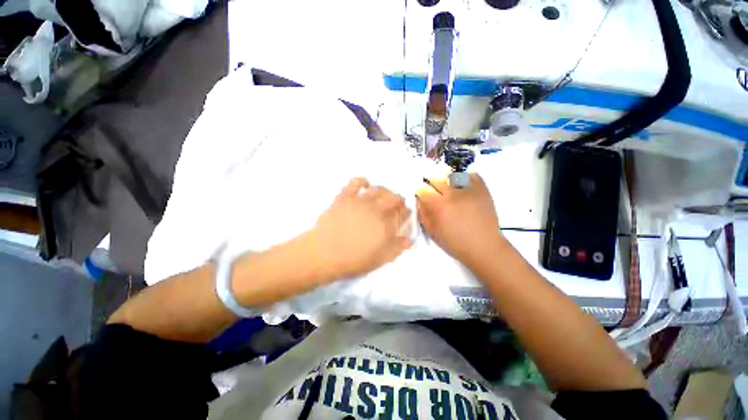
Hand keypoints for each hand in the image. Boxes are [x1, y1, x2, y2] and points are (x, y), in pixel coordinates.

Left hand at [311, 178, 411, 280]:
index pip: (403, 213)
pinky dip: (363, 181)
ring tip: (381, 198)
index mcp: (387, 225)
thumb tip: (409, 240)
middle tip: (394, 208)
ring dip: (385, 191)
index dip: (406, 213)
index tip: (404, 216)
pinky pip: (356, 181)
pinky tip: (364, 186)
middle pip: (395, 198)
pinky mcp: (345, 196)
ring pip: (379, 188)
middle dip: (399, 202)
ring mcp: (361, 201)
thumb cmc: (353, 260)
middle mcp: (377, 209)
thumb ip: (396, 248)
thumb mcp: (379, 260)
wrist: (323, 253)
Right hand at [416, 174, 503, 264]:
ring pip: (452, 174)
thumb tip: (419, 199)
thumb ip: (423, 212)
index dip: (420, 191)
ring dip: (445, 179)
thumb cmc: (455, 242)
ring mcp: (469, 190)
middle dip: (430, 183)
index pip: (423, 189)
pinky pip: (470, 175)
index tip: (421, 194)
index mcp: (439, 206)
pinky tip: (461, 186)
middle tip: (433, 190)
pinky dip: (463, 177)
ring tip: (447, 187)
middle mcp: (453, 194)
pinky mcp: (482, 189)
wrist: (484, 246)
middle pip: (436, 178)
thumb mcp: (432, 231)